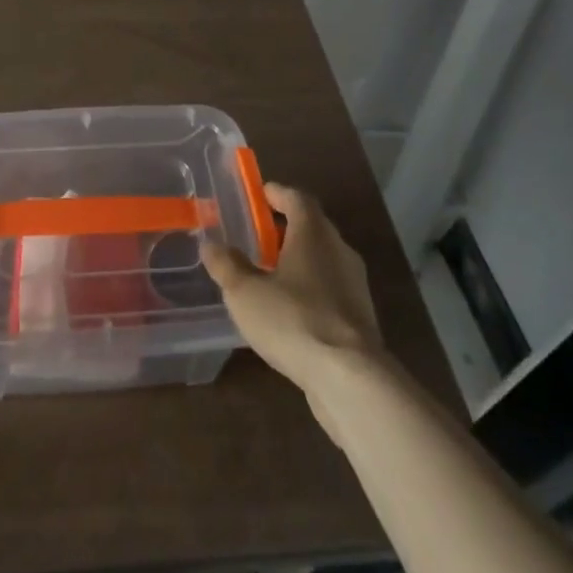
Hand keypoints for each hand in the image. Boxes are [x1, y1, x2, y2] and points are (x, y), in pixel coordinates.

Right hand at [202, 184, 384, 418]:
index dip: (277, 193)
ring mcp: (355, 285)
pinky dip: (310, 289)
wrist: (350, 379)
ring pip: (323, 260)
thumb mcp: (245, 292)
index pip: (297, 198)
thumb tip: (211, 244)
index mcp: (313, 233)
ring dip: (299, 260)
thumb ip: (226, 265)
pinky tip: (289, 310)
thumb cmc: (293, 320)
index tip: (258, 195)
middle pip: (313, 226)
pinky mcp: (361, 318)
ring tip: (269, 275)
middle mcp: (339, 250)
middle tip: (257, 236)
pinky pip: (331, 289)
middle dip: (285, 227)